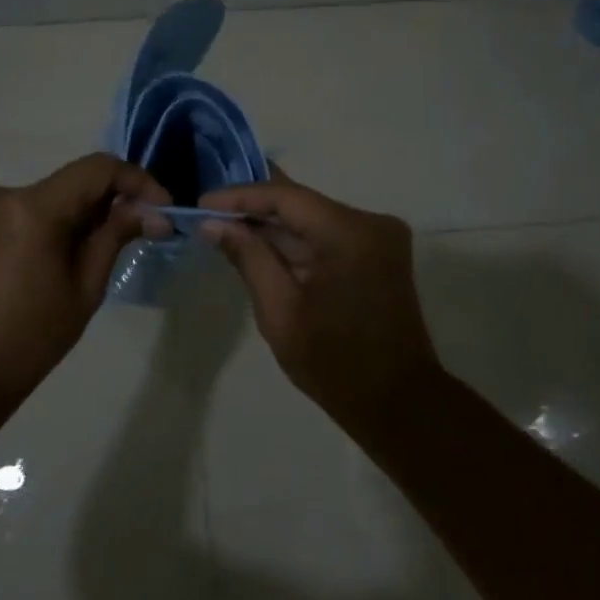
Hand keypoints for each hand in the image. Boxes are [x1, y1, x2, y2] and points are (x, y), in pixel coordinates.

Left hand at [0, 154, 169, 403]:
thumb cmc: (29, 339)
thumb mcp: (84, 288)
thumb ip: (115, 236)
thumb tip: (155, 211)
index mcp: (32, 208)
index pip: (97, 169)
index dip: (137, 181)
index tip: (163, 207)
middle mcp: (2, 193)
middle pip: (73, 182)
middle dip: (111, 202)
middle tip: (142, 231)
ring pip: (51, 196)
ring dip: (81, 215)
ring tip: (100, 252)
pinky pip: (26, 210)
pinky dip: (53, 223)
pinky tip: (63, 257)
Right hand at [198, 170, 442, 415]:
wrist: (397, 402)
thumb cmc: (334, 362)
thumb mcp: (280, 311)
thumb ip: (248, 258)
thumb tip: (213, 223)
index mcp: (351, 233)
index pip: (287, 197)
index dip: (241, 196)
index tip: (202, 203)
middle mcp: (372, 222)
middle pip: (302, 203)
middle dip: (255, 209)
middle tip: (208, 213)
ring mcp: (380, 237)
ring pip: (314, 219)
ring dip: (274, 227)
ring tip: (226, 228)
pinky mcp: (379, 253)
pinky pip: (328, 235)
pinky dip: (296, 242)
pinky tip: (262, 247)